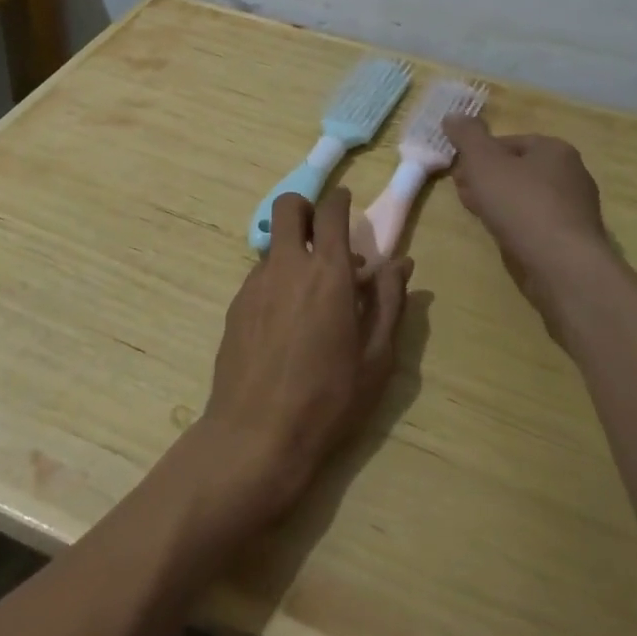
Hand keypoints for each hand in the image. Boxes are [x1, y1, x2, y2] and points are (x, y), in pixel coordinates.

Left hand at [200, 189, 411, 522]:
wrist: (257, 435)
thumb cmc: (329, 399)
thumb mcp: (376, 357)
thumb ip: (389, 301)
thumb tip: (400, 263)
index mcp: (328, 272)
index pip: (330, 209)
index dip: (341, 200)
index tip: (348, 206)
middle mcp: (288, 265)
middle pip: (288, 206)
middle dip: (306, 209)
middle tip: (324, 238)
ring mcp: (255, 283)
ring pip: (274, 245)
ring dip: (294, 252)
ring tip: (311, 296)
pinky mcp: (236, 305)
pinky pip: (260, 275)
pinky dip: (277, 281)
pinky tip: (286, 324)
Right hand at [443, 114, 615, 340]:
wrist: (561, 265)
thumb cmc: (521, 204)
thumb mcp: (483, 161)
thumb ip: (467, 136)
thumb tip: (453, 116)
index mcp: (555, 149)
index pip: (508, 142)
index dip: (478, 155)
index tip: (459, 172)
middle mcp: (570, 174)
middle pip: (516, 170)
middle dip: (486, 178)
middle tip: (463, 192)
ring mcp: (574, 209)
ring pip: (524, 197)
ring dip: (497, 201)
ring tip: (477, 214)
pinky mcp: (571, 239)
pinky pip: (534, 222)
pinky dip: (514, 224)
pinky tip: (500, 235)